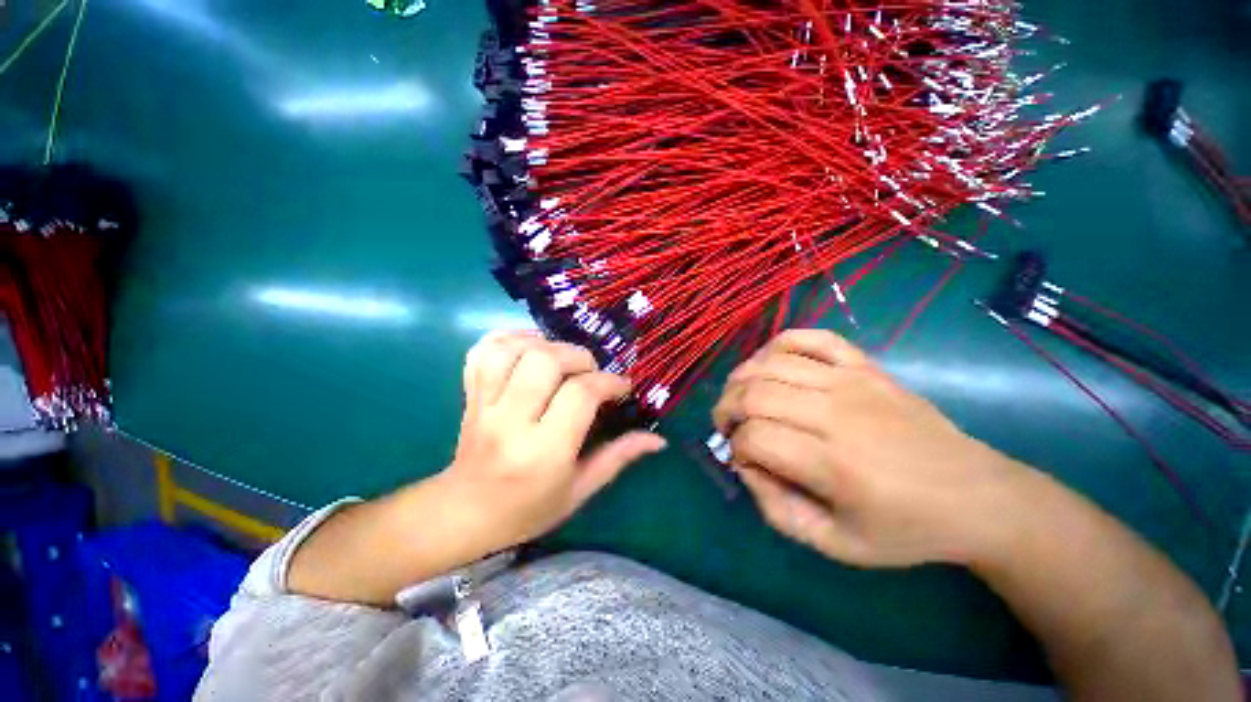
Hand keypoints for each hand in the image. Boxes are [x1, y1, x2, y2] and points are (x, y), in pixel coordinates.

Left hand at [442, 331, 665, 551]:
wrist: (465, 514)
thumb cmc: (528, 509)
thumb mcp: (580, 491)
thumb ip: (618, 457)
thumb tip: (658, 439)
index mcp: (543, 451)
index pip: (580, 395)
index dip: (609, 382)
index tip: (621, 386)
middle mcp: (510, 422)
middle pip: (546, 361)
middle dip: (578, 357)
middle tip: (590, 373)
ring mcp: (483, 405)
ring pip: (513, 349)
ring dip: (545, 344)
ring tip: (561, 359)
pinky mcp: (470, 395)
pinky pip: (483, 351)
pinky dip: (509, 339)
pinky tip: (529, 349)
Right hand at [713, 329, 1024, 567]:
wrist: (978, 497)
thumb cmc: (905, 529)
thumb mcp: (837, 545)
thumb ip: (777, 510)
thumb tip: (745, 466)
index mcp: (835, 465)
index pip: (755, 437)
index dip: (736, 447)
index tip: (743, 461)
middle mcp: (838, 413)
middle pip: (754, 392)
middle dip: (726, 408)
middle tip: (727, 426)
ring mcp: (852, 381)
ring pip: (771, 362)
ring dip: (741, 378)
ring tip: (739, 397)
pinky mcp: (865, 365)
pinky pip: (810, 337)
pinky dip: (778, 345)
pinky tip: (768, 363)